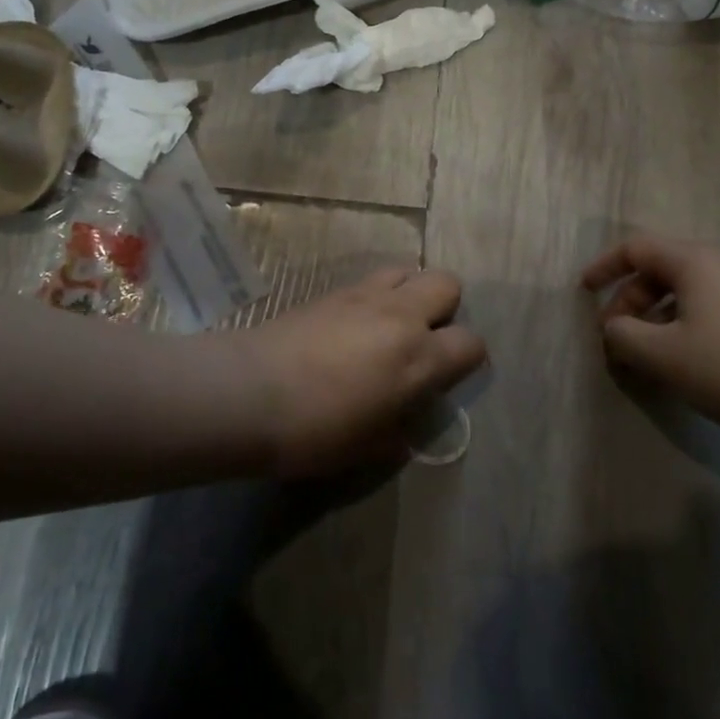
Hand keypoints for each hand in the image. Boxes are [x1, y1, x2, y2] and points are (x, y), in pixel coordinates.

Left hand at [233, 268, 486, 476]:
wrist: (249, 392)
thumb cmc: (314, 431)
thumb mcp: (368, 448)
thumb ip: (400, 429)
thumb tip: (407, 420)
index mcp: (419, 358)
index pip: (471, 342)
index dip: (468, 358)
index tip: (451, 374)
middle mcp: (400, 316)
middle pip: (447, 284)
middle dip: (445, 308)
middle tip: (423, 339)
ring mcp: (365, 295)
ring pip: (408, 270)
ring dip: (409, 293)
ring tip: (390, 324)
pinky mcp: (333, 290)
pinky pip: (371, 280)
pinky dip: (375, 296)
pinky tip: (354, 324)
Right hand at [581, 238, 719, 448]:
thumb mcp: (662, 355)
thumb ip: (623, 335)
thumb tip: (615, 328)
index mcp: (694, 261)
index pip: (636, 248)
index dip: (604, 267)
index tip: (584, 292)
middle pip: (659, 269)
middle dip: (629, 300)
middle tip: (615, 337)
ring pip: (684, 289)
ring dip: (654, 315)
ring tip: (644, 353)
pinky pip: (707, 304)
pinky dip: (681, 322)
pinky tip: (682, 359)